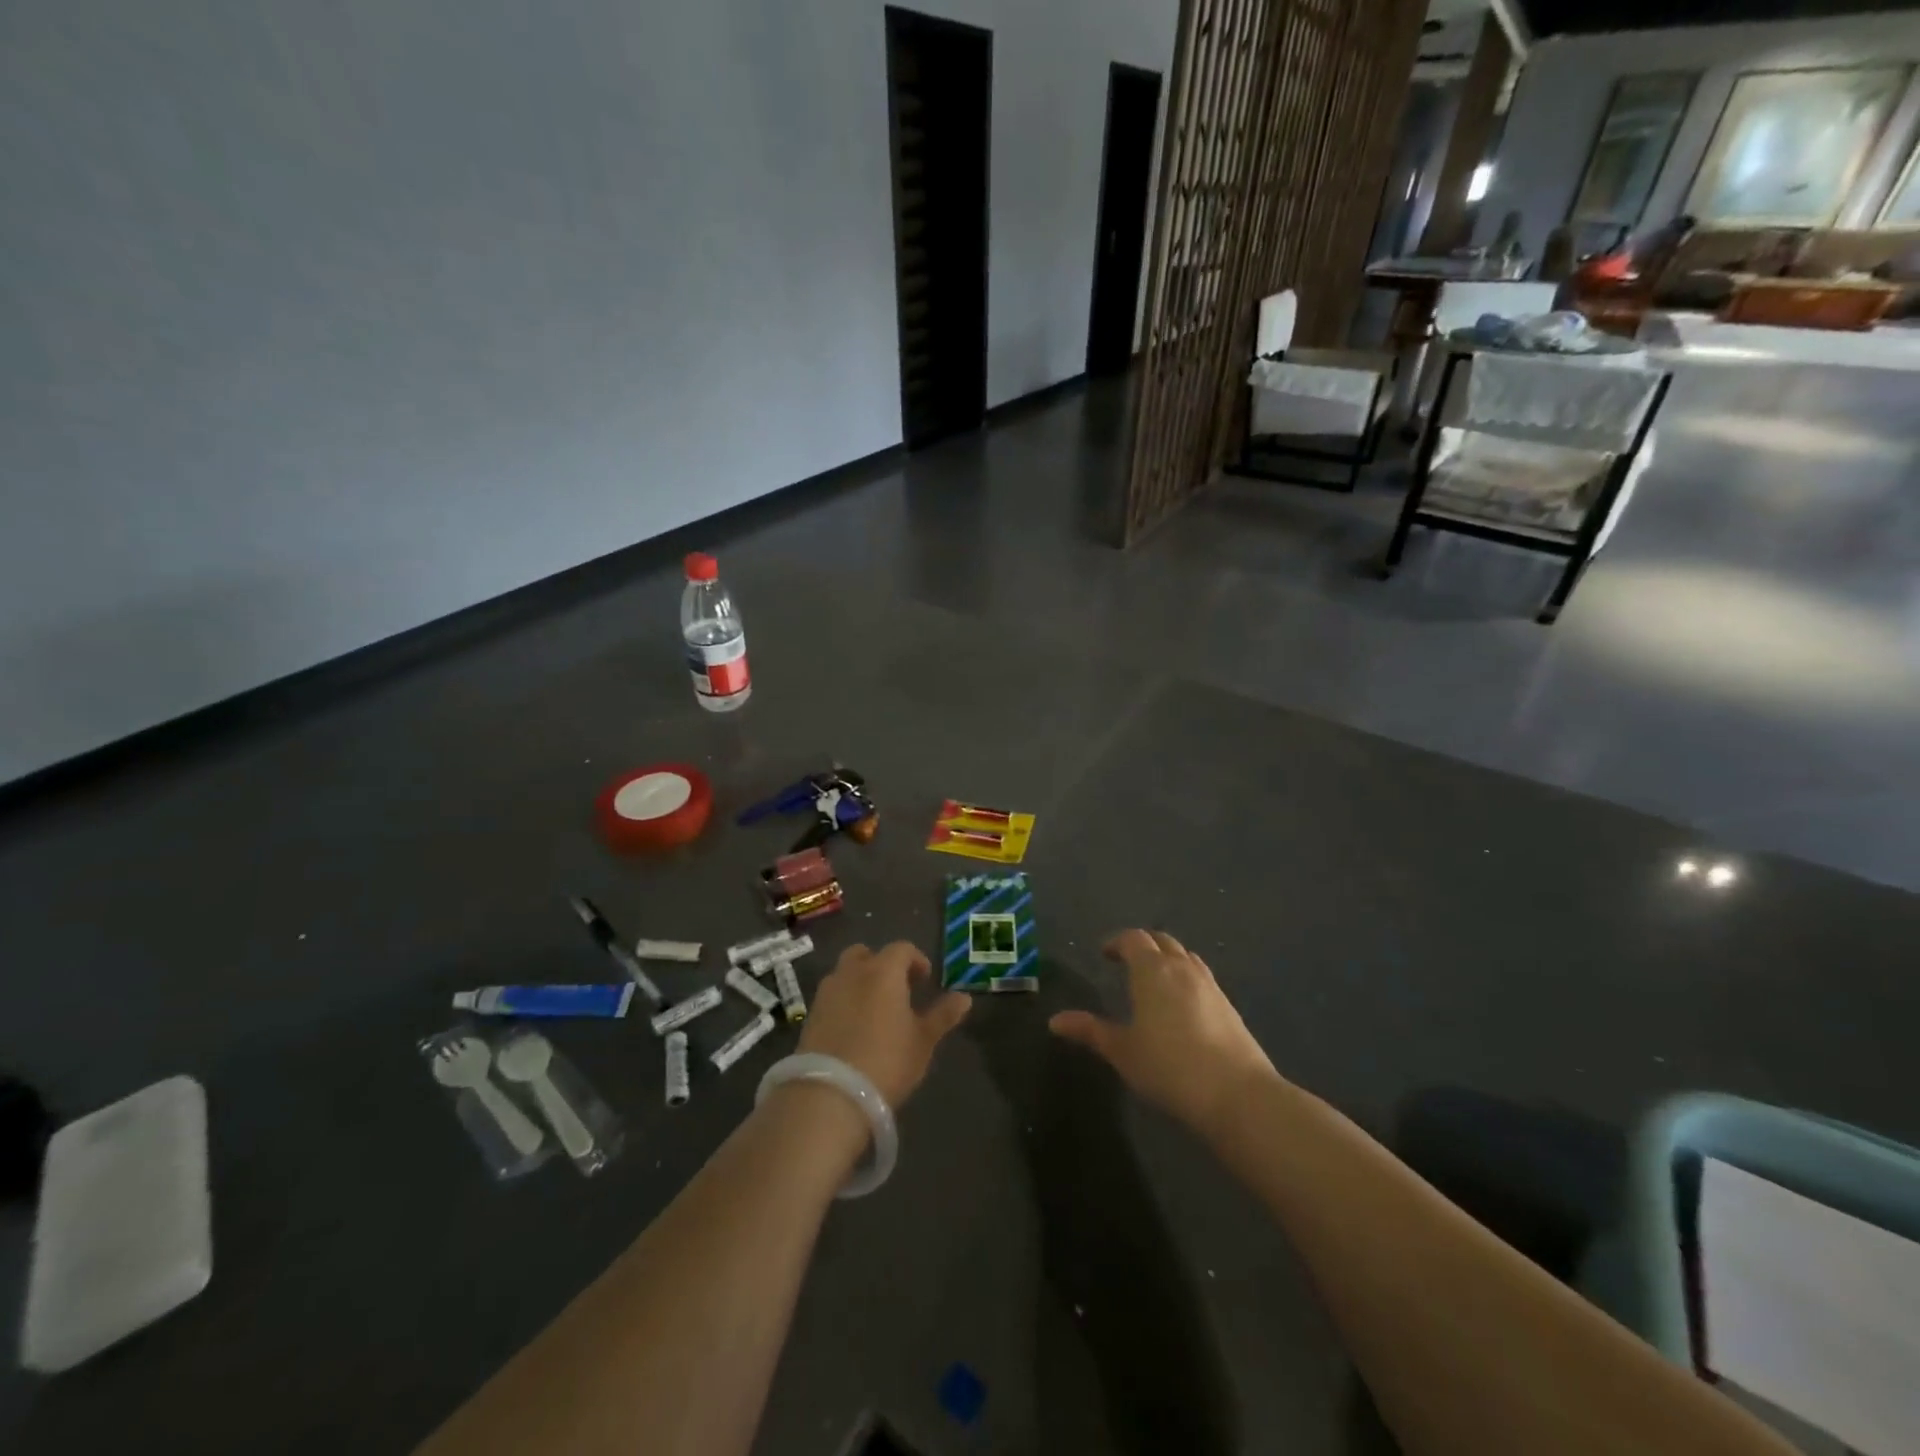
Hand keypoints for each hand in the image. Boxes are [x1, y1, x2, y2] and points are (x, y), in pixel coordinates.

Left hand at [799, 942, 970, 1107]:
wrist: (829, 1095)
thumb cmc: (886, 1061)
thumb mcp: (923, 1041)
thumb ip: (943, 1016)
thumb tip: (965, 998)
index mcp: (883, 971)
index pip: (901, 949)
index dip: (916, 959)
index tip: (925, 979)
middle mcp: (852, 973)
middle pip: (865, 954)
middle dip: (881, 964)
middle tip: (897, 989)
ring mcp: (827, 993)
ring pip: (845, 973)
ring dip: (860, 981)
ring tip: (875, 1010)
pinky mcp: (810, 1015)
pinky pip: (832, 996)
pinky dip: (844, 1001)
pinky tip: (854, 1028)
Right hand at [1049, 930, 1277, 1134]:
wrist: (1238, 1094)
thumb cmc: (1170, 1068)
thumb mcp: (1123, 1051)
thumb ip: (1090, 1031)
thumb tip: (1055, 1021)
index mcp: (1152, 970)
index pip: (1133, 939)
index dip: (1117, 941)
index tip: (1104, 953)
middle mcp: (1182, 968)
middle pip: (1161, 941)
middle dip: (1142, 944)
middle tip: (1125, 960)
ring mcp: (1210, 985)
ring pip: (1185, 956)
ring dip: (1167, 958)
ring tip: (1154, 978)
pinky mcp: (1229, 1006)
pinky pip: (1201, 976)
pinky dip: (1185, 976)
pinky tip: (1181, 1003)